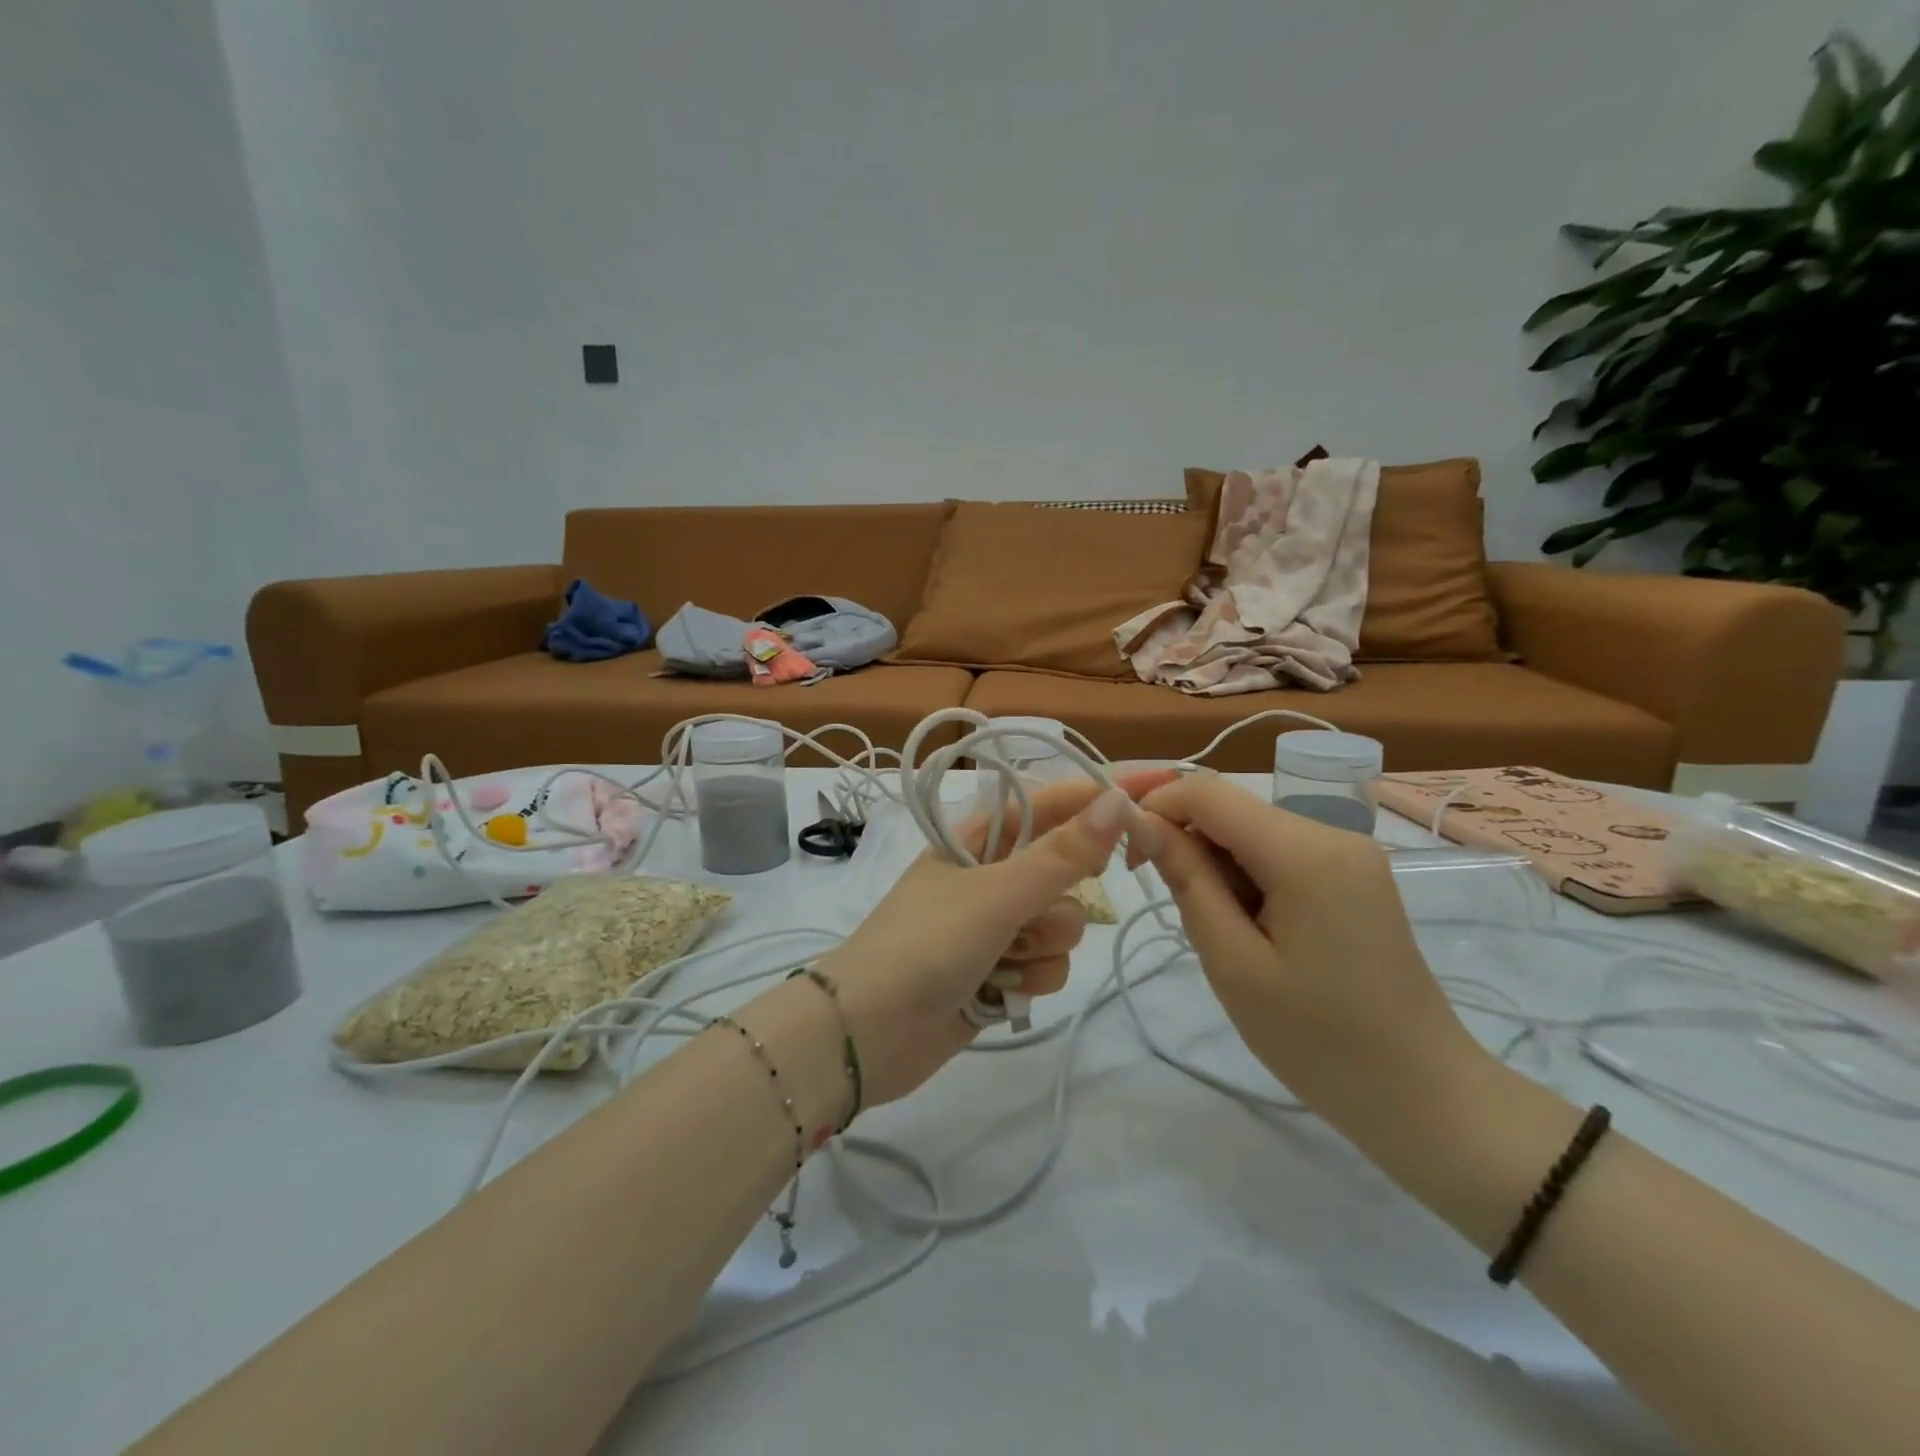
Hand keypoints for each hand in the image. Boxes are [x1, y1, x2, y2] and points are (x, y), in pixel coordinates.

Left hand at [816, 772, 1174, 1105]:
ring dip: (1040, 949)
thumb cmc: (926, 946)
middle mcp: (992, 875)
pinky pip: (1049, 965)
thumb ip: (1062, 854)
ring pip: (1063, 925)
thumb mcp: (996, 894)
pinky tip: (995, 992)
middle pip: (1067, 873)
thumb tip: (1118, 801)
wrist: (866, 1035)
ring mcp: (997, 926)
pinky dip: (1030, 981)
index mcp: (981, 838)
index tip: (1151, 797)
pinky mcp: (1001, 971)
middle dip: (1056, 902)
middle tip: (1029, 915)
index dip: (1099, 799)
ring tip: (998, 962)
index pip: (1052, 803)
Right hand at [1131, 773, 1495, 1141]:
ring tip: (1215, 929)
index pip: (1208, 792)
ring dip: (1214, 863)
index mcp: (1305, 851)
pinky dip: (1245, 876)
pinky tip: (1247, 927)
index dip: (1154, 804)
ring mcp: (1349, 854)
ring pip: (1251, 830)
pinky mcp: (1353, 876)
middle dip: (1183, 836)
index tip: (1122, 848)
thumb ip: (1186, 879)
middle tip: (1156, 892)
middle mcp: (1332, 834)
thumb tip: (1139, 820)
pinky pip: (1279, 853)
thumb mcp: (1233, 962)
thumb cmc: (1318, 1041)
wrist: (1423, 1098)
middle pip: (1231, 807)